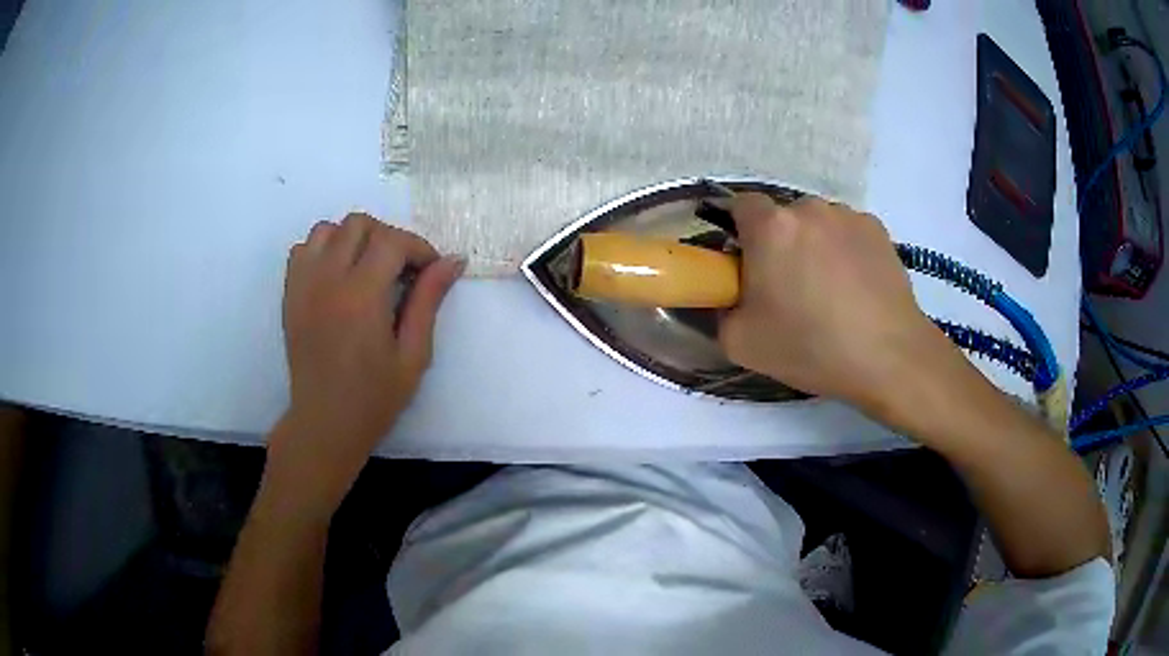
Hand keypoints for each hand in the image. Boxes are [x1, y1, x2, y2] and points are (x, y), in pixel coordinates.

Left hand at [269, 213, 463, 511]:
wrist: (324, 423)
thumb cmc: (374, 397)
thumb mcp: (413, 355)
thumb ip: (429, 301)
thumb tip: (453, 261)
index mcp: (362, 296)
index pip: (392, 241)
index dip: (418, 247)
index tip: (430, 270)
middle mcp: (328, 280)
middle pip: (359, 224)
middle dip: (387, 237)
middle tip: (401, 269)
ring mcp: (303, 285)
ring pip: (327, 229)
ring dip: (353, 238)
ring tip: (367, 268)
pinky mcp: (289, 294)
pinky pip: (303, 249)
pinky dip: (323, 250)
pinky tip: (337, 276)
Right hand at [719, 194, 959, 419]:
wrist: (888, 357)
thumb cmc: (811, 347)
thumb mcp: (741, 343)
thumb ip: (720, 310)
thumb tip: (728, 296)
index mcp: (771, 228)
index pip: (741, 205)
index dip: (739, 231)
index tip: (746, 264)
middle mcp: (809, 208)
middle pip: (782, 217)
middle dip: (779, 243)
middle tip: (788, 287)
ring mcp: (848, 216)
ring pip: (818, 224)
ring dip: (814, 246)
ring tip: (830, 291)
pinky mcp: (878, 229)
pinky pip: (848, 233)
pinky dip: (845, 251)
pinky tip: (857, 288)